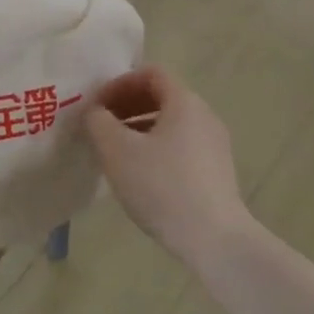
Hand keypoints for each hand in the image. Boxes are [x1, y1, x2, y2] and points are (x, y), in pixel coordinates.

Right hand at [84, 66, 253, 267]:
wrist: (215, 240)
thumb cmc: (162, 185)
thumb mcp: (116, 150)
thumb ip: (99, 122)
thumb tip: (96, 112)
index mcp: (184, 101)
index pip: (150, 73)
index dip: (119, 83)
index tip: (97, 106)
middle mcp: (204, 115)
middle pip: (161, 97)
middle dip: (127, 105)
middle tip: (101, 126)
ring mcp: (214, 145)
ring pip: (171, 124)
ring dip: (139, 129)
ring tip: (116, 153)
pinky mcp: (217, 172)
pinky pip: (181, 146)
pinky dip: (156, 148)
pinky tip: (141, 176)